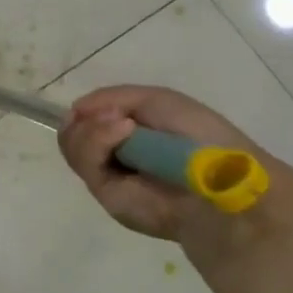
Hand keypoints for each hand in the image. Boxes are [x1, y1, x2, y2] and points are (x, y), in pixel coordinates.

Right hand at [57, 85, 266, 243]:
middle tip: (112, 115)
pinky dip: (97, 138)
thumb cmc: (198, 135)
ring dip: (92, 127)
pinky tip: (123, 130)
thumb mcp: (155, 100)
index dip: (87, 109)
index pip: (87, 119)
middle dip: (85, 118)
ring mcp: (109, 176)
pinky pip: (83, 161)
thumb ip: (111, 97)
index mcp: (128, 135)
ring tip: (122, 123)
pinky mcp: (106, 195)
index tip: (100, 105)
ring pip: (71, 145)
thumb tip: (76, 109)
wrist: (221, 179)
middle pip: (72, 132)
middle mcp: (114, 155)